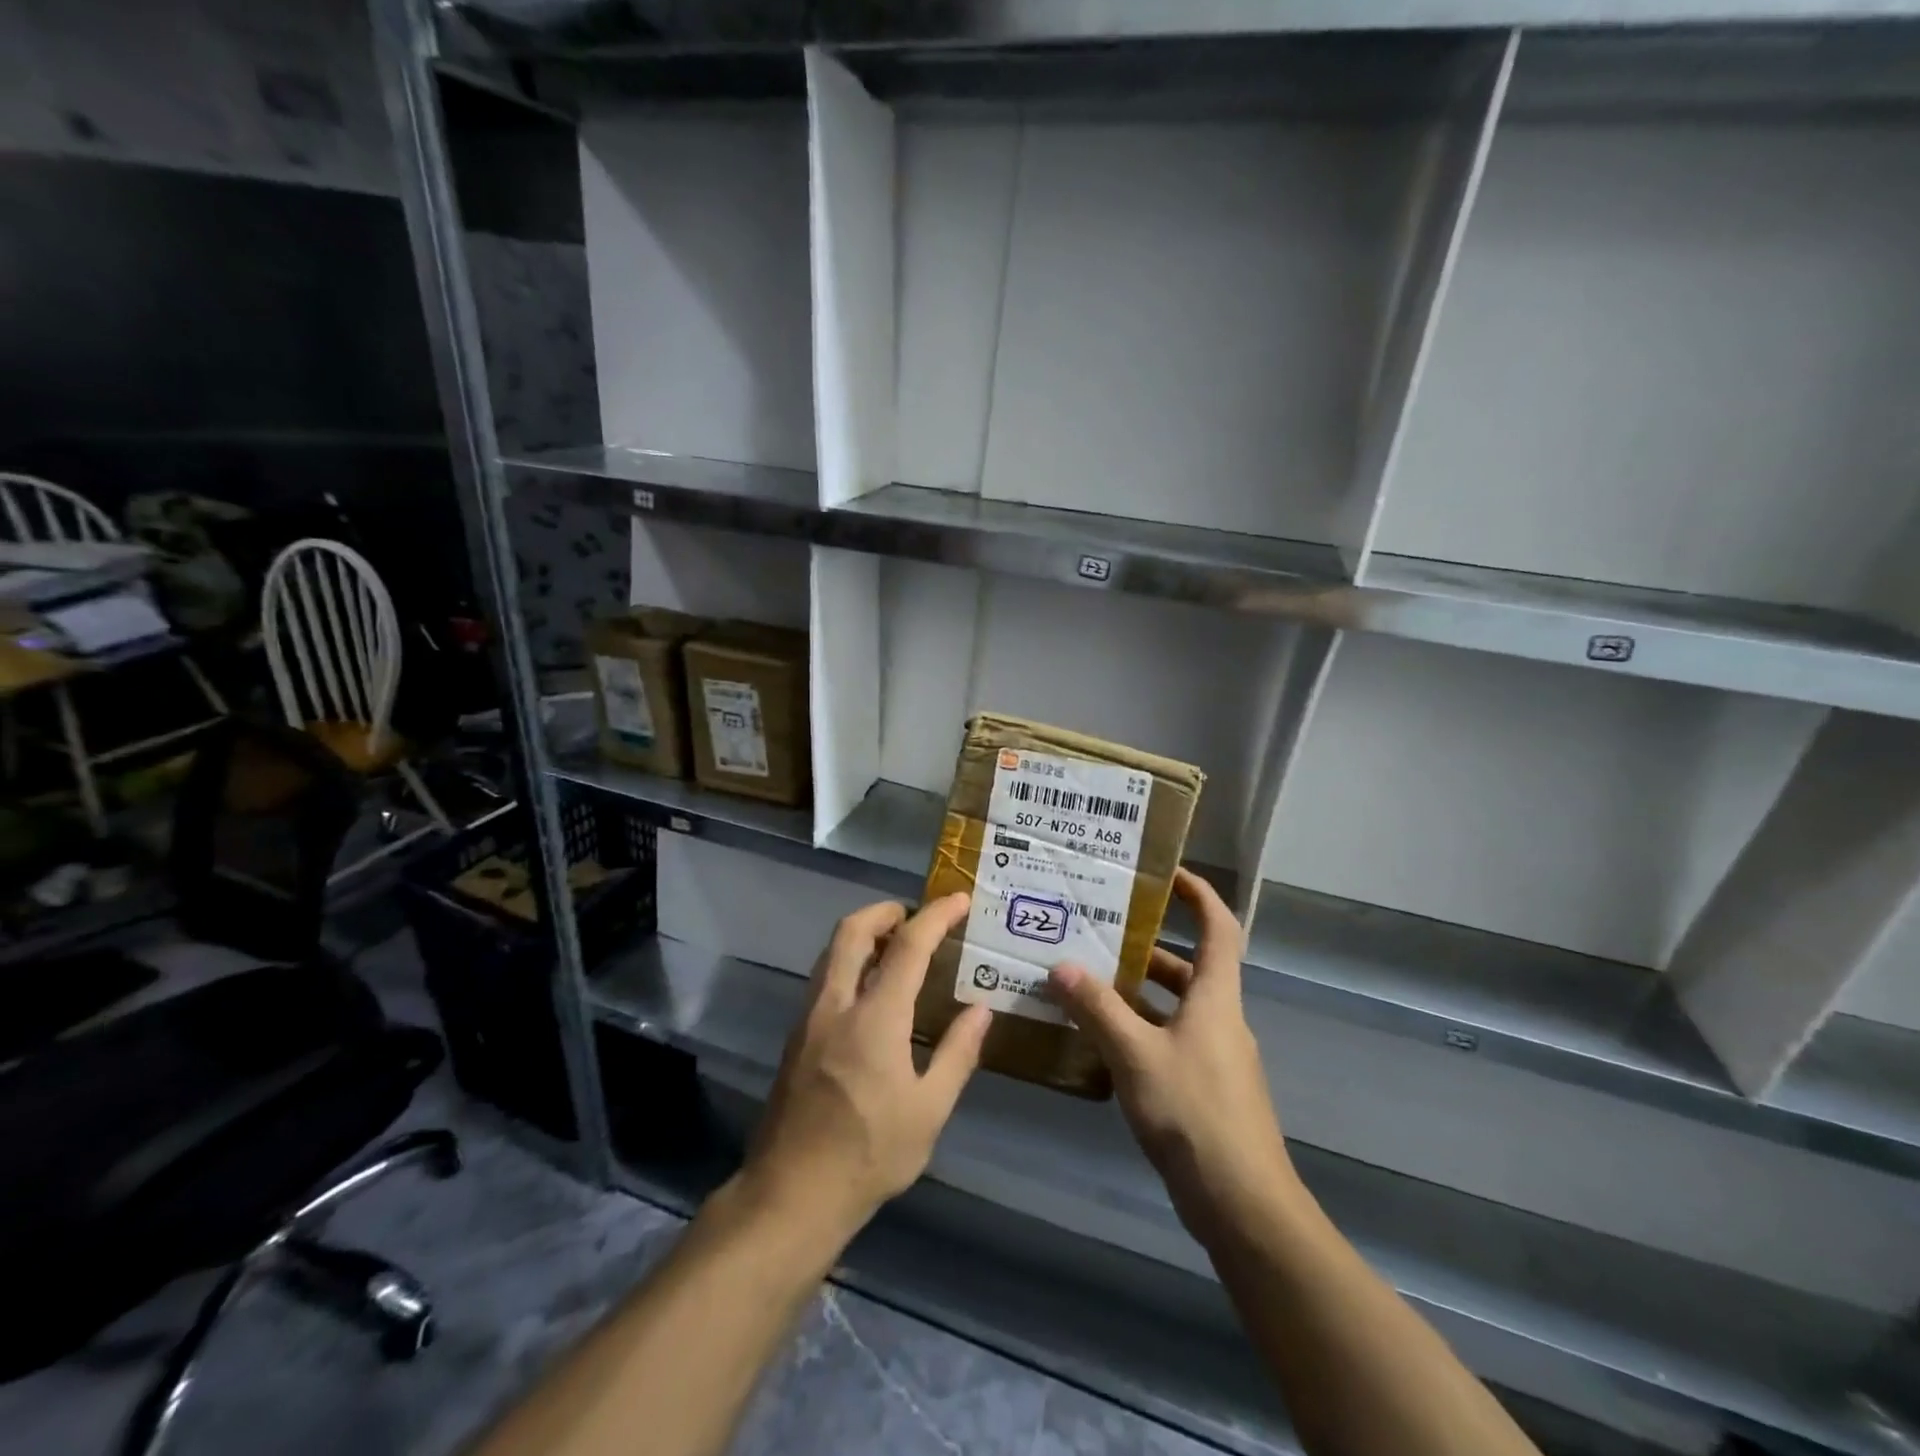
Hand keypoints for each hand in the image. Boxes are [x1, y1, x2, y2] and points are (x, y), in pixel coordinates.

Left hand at [738, 893, 992, 1242]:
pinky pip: (824, 977)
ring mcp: (809, 1019)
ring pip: (832, 951)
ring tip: (896, 947)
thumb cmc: (868, 1155)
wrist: (790, 1195)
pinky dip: (849, 961)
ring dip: (863, 934)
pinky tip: (871, 990)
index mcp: (875, 1019)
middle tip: (916, 917)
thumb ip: (957, 1053)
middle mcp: (836, 1005)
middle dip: (886, 911)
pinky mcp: (796, 1037)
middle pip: (852, 930)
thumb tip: (981, 1009)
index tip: (960, 900)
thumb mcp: (929, 1111)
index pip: (908, 946)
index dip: (936, 916)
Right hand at [1049, 869, 1294, 1246]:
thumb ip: (1098, 1010)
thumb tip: (1060, 966)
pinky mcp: (1203, 1088)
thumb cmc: (1194, 1113)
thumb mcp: (1137, 1055)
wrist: (1243, 1205)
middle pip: (1190, 966)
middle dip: (1149, 945)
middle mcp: (1219, 1018)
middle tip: (1101, 931)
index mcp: (1215, 997)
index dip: (1199, 894)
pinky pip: (1168, 1040)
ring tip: (1087, 979)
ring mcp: (1214, 1056)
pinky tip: (1100, 1039)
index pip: (1219, 928)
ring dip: (1137, 991)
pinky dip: (1138, 1029)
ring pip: (1174, 1006)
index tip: (1166, 873)